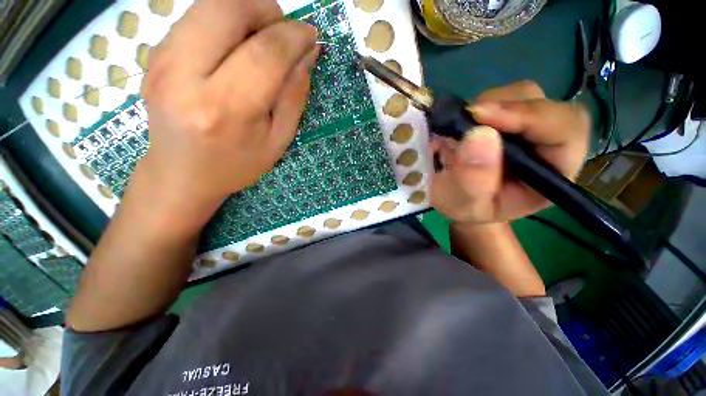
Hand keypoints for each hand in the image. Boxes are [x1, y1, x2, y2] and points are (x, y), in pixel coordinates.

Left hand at [137, 0, 318, 223]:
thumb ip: (294, 97)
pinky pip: (194, 17)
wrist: (181, 174)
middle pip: (228, 10)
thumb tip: (308, 55)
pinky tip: (234, 47)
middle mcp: (185, 77)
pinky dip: (223, 21)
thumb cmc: (237, 164)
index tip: (311, 35)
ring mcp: (160, 62)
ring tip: (261, 39)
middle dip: (265, 10)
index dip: (294, 36)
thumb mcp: (278, 140)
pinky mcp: (153, 55)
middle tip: (283, 33)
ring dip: (244, 11)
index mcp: (227, 109)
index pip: (265, 53)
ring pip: (208, 5)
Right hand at [430, 81, 589, 223]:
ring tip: (459, 127)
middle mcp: (548, 143)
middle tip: (465, 119)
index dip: (530, 117)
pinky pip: (500, 97)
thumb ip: (473, 178)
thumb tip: (478, 134)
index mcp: (552, 172)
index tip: (482, 115)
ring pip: (522, 95)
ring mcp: (528, 127)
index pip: (565, 131)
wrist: (458, 199)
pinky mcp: (508, 118)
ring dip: (488, 105)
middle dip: (504, 108)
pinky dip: (479, 105)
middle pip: (544, 105)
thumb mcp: (465, 203)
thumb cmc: (465, 207)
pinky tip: (462, 123)